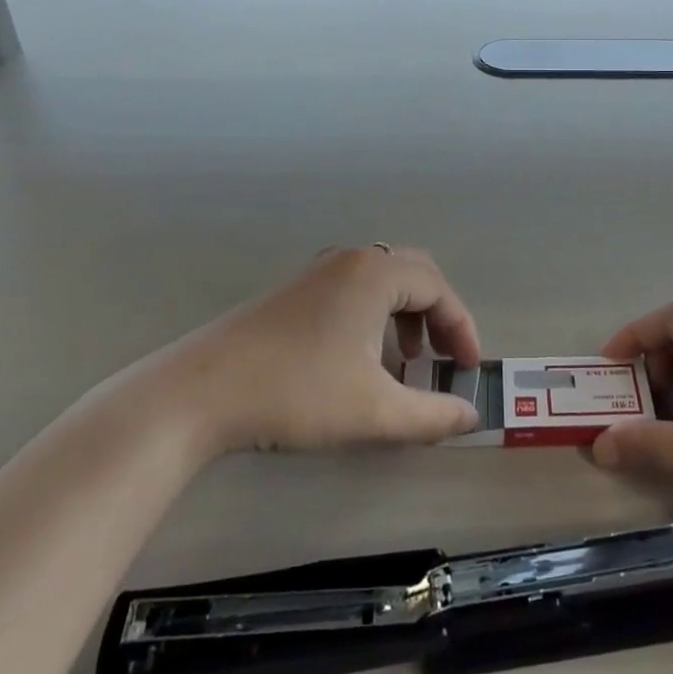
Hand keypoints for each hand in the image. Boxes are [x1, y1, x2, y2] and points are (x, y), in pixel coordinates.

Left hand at [160, 246, 483, 456]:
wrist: (201, 391)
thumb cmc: (298, 392)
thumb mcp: (373, 411)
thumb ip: (431, 415)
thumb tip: (471, 415)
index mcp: (376, 273)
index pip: (438, 288)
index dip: (461, 328)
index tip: (469, 370)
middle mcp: (351, 259)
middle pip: (413, 274)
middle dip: (437, 315)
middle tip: (444, 357)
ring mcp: (318, 270)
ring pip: (382, 280)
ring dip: (405, 314)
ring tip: (405, 361)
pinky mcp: (294, 290)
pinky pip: (353, 288)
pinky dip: (375, 314)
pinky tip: (361, 356)